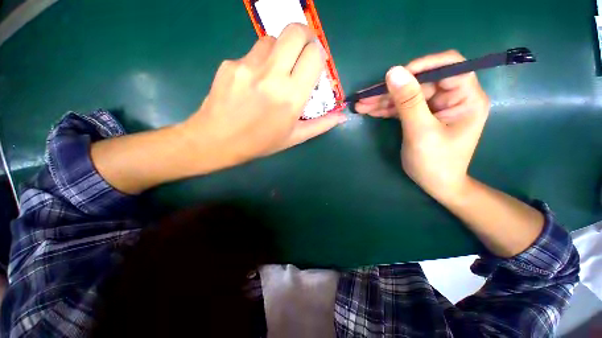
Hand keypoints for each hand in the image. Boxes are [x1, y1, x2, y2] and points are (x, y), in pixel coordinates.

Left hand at [181, 24, 346, 165]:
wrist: (217, 141)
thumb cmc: (260, 143)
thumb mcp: (294, 138)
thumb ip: (320, 124)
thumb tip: (341, 115)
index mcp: (291, 97)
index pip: (314, 55)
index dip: (319, 54)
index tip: (316, 62)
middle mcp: (272, 75)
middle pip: (295, 31)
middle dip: (305, 36)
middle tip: (303, 52)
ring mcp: (247, 66)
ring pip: (272, 39)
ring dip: (280, 51)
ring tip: (275, 72)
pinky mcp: (230, 64)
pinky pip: (251, 53)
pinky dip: (259, 62)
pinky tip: (252, 82)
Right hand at [365, 51, 489, 201]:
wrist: (436, 184)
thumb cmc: (435, 162)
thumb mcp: (421, 132)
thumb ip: (408, 102)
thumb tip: (393, 72)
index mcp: (466, 98)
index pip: (449, 66)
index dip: (421, 66)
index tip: (394, 77)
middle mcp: (452, 97)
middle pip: (419, 82)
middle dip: (390, 90)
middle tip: (364, 96)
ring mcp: (434, 107)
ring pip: (406, 95)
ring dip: (382, 100)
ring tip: (360, 105)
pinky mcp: (421, 115)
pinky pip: (402, 107)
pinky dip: (385, 109)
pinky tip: (369, 110)